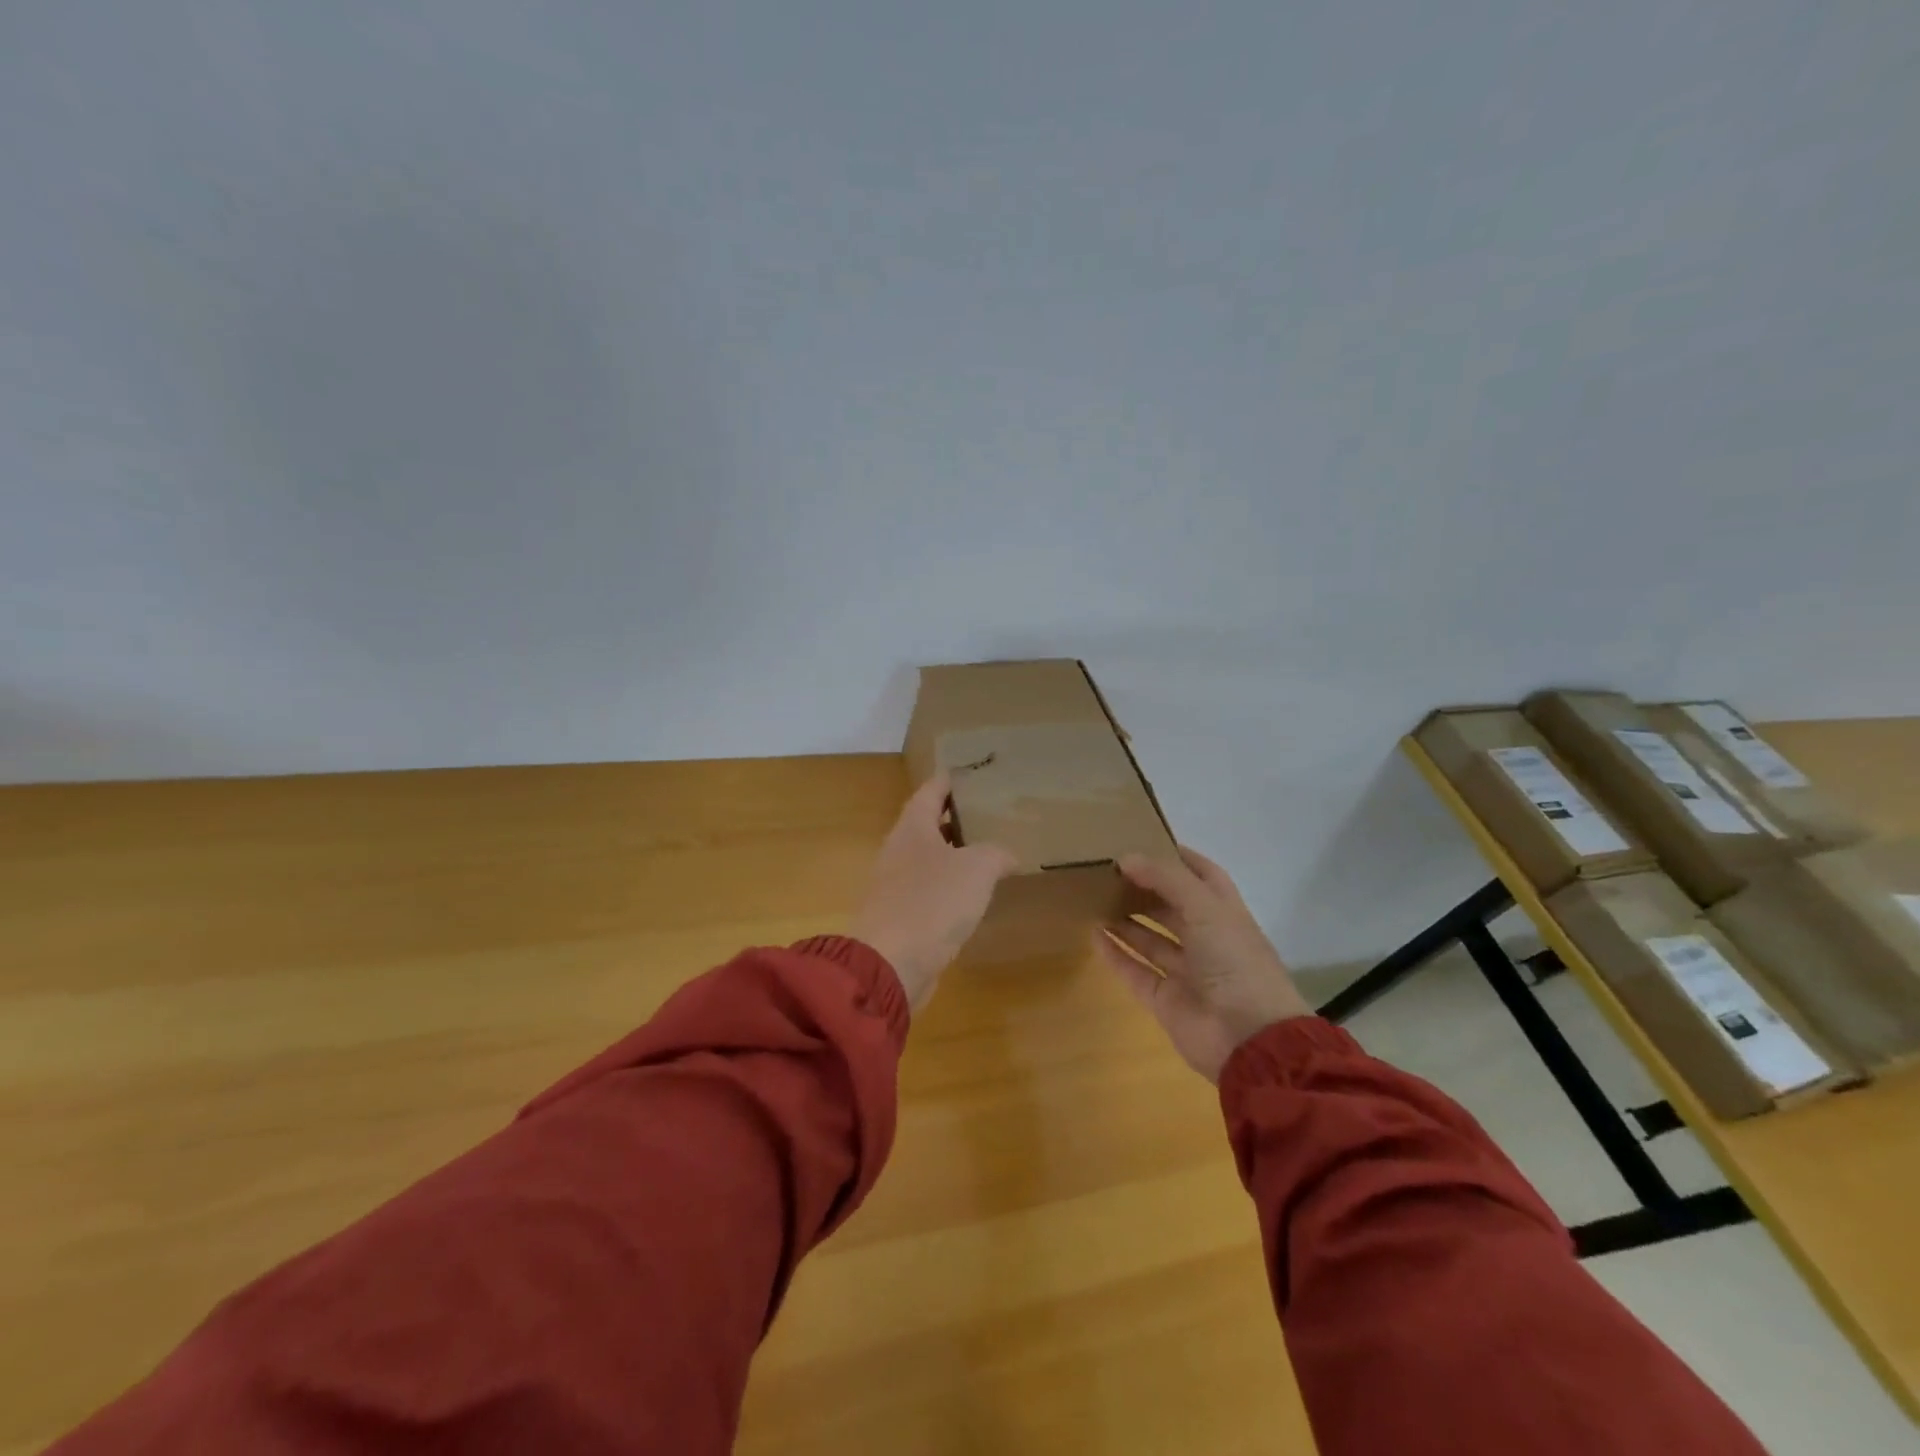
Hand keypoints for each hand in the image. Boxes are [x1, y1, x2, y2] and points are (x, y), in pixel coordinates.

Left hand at [850, 773, 1018, 1013]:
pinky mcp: (901, 916)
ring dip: (955, 853)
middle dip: (955, 816)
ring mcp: (896, 885)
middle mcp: (899, 850)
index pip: (930, 791)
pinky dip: (951, 886)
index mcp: (912, 828)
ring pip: (929, 858)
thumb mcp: (976, 869)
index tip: (968, 771)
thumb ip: (995, 853)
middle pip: (927, 824)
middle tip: (988, 811)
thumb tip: (1006, 855)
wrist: (890, 964)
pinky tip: (973, 894)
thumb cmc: (931, 903)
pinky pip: (929, 890)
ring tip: (988, 850)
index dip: (949, 779)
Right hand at [1094, 847, 1311, 1082]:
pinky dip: (1116, 954)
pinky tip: (1094, 934)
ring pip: (1151, 939)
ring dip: (1126, 920)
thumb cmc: (1235, 961)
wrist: (1249, 1039)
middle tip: (1108, 870)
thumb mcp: (1205, 907)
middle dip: (1144, 888)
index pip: (1203, 876)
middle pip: (1172, 907)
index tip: (1144, 840)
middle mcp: (1207, 940)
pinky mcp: (1165, 1000)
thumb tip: (1126, 857)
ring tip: (1094, 897)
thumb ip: (1166, 879)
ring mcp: (1186, 972)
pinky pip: (1136, 971)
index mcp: (1226, 914)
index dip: (1178, 858)